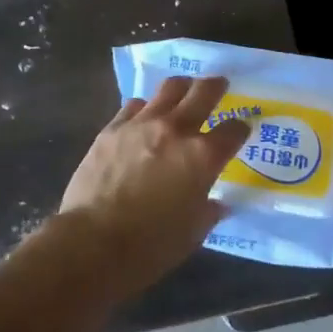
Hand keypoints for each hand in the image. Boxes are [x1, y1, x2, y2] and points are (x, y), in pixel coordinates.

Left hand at [57, 77, 250, 299]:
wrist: (92, 243)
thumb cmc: (150, 247)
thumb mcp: (192, 234)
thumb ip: (207, 211)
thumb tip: (215, 203)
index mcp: (203, 157)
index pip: (233, 131)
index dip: (240, 129)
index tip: (240, 130)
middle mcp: (176, 130)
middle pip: (204, 92)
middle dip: (216, 86)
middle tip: (219, 84)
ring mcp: (142, 124)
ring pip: (169, 88)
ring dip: (181, 88)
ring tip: (183, 90)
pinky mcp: (112, 128)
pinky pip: (134, 105)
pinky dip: (145, 107)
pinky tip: (143, 116)